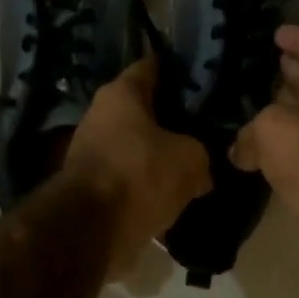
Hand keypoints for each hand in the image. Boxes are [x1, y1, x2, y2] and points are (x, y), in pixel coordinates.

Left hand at [66, 55, 212, 272]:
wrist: (92, 230)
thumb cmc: (140, 175)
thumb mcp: (190, 159)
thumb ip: (200, 155)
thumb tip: (201, 172)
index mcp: (121, 94)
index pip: (152, 67)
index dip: (179, 69)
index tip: (202, 77)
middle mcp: (100, 116)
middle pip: (144, 111)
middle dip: (173, 119)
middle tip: (206, 127)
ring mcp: (92, 153)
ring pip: (138, 148)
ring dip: (160, 157)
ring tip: (195, 166)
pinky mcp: (93, 188)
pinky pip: (130, 180)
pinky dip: (148, 187)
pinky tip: (175, 196)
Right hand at [231, 27, 298, 283]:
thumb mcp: (273, 128)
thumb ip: (250, 131)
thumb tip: (240, 151)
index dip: (298, 39)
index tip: (276, 32)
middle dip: (291, 74)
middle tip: (261, 65)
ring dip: (281, 115)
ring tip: (248, 107)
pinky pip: (298, 157)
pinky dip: (278, 152)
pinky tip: (252, 154)